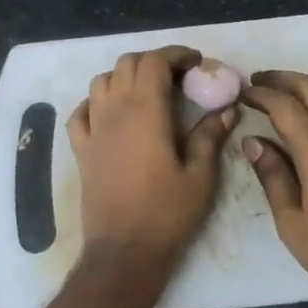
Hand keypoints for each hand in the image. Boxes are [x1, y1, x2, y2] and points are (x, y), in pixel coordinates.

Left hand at [67, 46, 236, 278]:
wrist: (124, 252)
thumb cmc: (167, 213)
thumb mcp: (200, 175)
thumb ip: (210, 135)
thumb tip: (226, 108)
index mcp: (145, 111)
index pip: (154, 61)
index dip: (176, 54)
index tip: (197, 63)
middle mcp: (114, 111)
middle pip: (127, 63)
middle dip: (154, 62)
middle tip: (179, 78)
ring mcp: (93, 129)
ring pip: (102, 81)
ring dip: (125, 77)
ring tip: (148, 92)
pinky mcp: (81, 149)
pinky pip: (81, 111)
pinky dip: (97, 102)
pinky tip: (113, 114)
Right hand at [240, 70, 307, 307]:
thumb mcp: (292, 222)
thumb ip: (273, 176)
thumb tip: (253, 142)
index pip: (284, 105)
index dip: (260, 94)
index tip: (241, 92)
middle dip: (283, 78)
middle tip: (257, 82)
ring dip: (303, 90)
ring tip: (277, 99)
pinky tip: (305, 125)